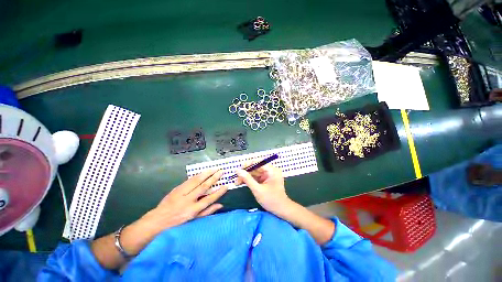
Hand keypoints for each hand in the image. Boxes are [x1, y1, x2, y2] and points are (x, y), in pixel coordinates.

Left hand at [140, 168, 227, 232]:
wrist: (157, 220)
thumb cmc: (177, 223)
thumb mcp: (193, 221)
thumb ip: (207, 212)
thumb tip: (220, 205)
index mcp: (192, 210)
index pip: (209, 199)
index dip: (219, 192)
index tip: (226, 185)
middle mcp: (188, 200)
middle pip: (203, 187)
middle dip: (213, 178)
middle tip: (221, 172)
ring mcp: (181, 193)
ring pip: (196, 181)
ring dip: (206, 174)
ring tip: (214, 169)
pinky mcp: (176, 189)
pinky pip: (189, 180)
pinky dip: (197, 175)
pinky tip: (203, 172)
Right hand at [235, 163, 292, 215]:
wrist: (282, 210)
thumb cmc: (271, 200)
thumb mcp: (257, 190)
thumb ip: (247, 179)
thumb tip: (237, 170)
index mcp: (272, 170)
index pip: (258, 163)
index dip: (247, 165)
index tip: (239, 170)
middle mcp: (271, 170)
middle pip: (256, 168)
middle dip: (246, 173)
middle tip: (236, 179)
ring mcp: (269, 175)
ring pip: (255, 173)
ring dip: (246, 177)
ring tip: (237, 183)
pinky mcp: (267, 180)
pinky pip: (257, 177)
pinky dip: (250, 180)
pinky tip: (243, 183)